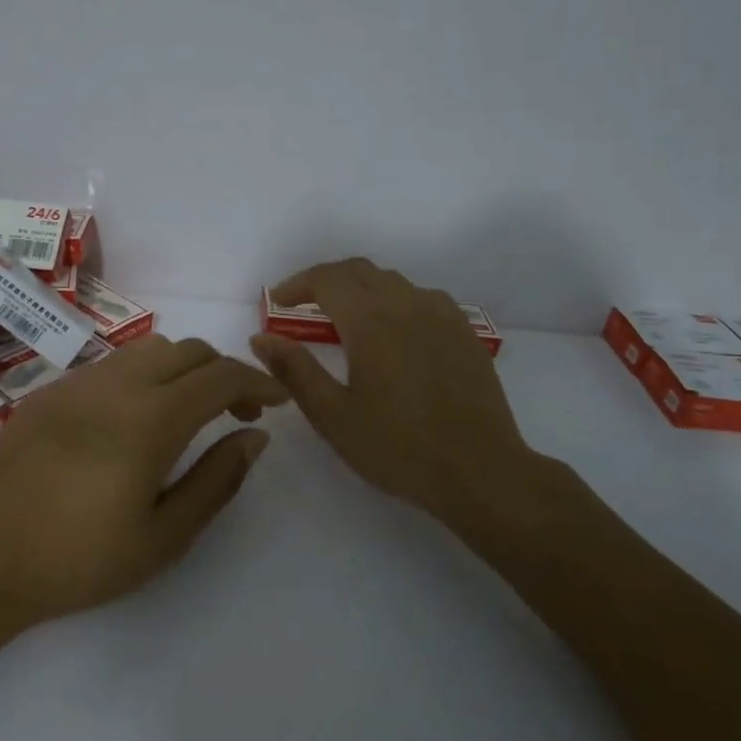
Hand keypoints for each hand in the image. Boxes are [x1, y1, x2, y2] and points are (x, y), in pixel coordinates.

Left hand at [0, 336, 288, 622]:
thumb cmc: (80, 559)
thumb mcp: (164, 536)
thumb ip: (217, 479)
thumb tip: (254, 436)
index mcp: (150, 419)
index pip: (221, 376)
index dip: (257, 382)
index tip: (276, 401)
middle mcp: (116, 386)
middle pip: (187, 350)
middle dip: (222, 372)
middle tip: (235, 413)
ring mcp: (76, 384)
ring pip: (147, 350)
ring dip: (181, 369)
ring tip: (185, 412)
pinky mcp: (47, 393)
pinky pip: (109, 365)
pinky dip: (140, 377)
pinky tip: (130, 421)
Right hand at [249, 258, 541, 531]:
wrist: (479, 470)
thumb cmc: (398, 447)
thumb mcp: (334, 416)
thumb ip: (294, 371)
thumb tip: (261, 338)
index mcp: (372, 321)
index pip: (327, 279)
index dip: (297, 284)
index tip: (278, 303)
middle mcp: (407, 305)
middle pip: (359, 271)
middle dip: (325, 280)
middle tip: (303, 306)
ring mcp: (442, 315)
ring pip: (393, 281)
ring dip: (361, 288)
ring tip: (345, 319)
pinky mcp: (464, 332)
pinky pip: (422, 298)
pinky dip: (395, 301)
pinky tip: (394, 332)